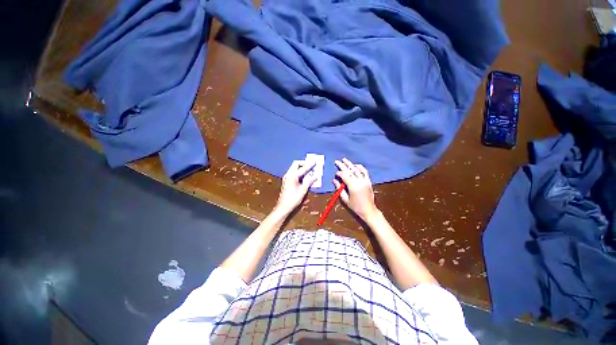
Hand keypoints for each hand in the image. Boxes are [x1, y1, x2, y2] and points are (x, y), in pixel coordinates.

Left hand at [275, 160, 316, 215]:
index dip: (310, 164)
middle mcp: (288, 174)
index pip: (303, 168)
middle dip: (304, 163)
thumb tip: (315, 176)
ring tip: (309, 170)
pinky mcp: (286, 181)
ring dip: (301, 167)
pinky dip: (299, 172)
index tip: (315, 160)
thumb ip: (309, 181)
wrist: (283, 207)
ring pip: (294, 168)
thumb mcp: (303, 190)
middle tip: (311, 165)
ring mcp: (286, 177)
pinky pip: (293, 172)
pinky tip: (304, 176)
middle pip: (296, 164)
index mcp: (293, 176)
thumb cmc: (293, 199)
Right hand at [333, 158, 378, 221]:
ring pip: (357, 170)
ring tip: (345, 160)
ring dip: (350, 164)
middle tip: (337, 161)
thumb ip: (339, 188)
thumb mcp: (345, 199)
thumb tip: (334, 180)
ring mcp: (365, 181)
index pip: (344, 175)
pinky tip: (355, 165)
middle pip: (350, 171)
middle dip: (342, 165)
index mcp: (352, 186)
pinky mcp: (368, 181)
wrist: (368, 210)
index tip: (336, 174)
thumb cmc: (355, 206)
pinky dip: (360, 167)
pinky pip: (365, 172)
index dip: (339, 173)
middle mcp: (359, 181)